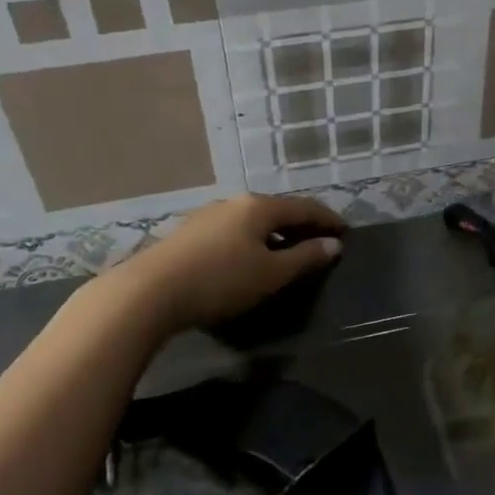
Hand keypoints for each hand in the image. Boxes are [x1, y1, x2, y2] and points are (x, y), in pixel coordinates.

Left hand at [109, 194, 344, 334]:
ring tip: (284, 252)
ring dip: (273, 234)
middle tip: (317, 241)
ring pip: (251, 220)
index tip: (345, 231)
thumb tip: (334, 244)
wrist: (149, 292)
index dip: (327, 219)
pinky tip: (247, 259)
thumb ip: (304, 258)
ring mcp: (207, 216)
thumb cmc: (220, 280)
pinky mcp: (188, 234)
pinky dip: (250, 240)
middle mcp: (233, 203)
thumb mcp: (270, 274)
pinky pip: (232, 231)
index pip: (304, 207)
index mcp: (259, 206)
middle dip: (299, 224)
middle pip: (276, 210)